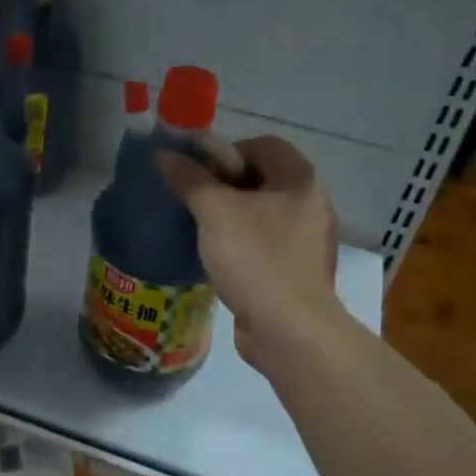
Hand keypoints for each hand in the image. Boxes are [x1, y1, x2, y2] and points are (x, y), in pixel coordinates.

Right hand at [159, 136, 341, 375]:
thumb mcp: (214, 211)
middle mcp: (311, 204)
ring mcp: (307, 241)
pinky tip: (216, 258)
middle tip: (192, 199)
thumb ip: (189, 179)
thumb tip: (165, 156)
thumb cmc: (256, 258)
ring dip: (230, 216)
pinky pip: (264, 244)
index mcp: (300, 180)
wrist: (290, 330)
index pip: (263, 144)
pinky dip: (241, 244)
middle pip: (261, 179)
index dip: (227, 152)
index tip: (199, 173)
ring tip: (199, 229)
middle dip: (224, 185)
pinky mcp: (297, 271)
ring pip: (261, 214)